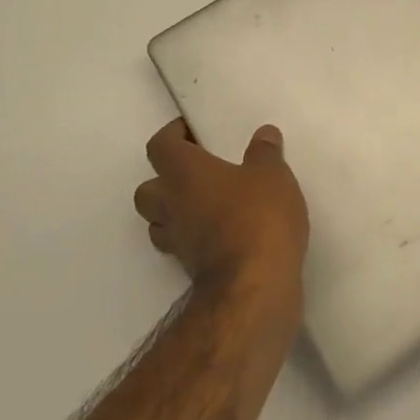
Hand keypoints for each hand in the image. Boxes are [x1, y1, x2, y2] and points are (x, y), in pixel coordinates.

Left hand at [134, 119, 308, 307]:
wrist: (253, 289)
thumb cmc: (257, 217)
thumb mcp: (272, 174)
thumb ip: (265, 152)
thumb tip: (264, 134)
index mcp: (183, 173)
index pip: (159, 146)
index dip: (173, 135)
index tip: (195, 131)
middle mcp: (171, 205)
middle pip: (148, 189)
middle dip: (166, 178)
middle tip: (199, 171)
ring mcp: (178, 242)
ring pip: (160, 221)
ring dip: (177, 211)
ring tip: (210, 203)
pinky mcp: (191, 270)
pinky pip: (183, 246)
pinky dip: (196, 237)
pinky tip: (225, 232)